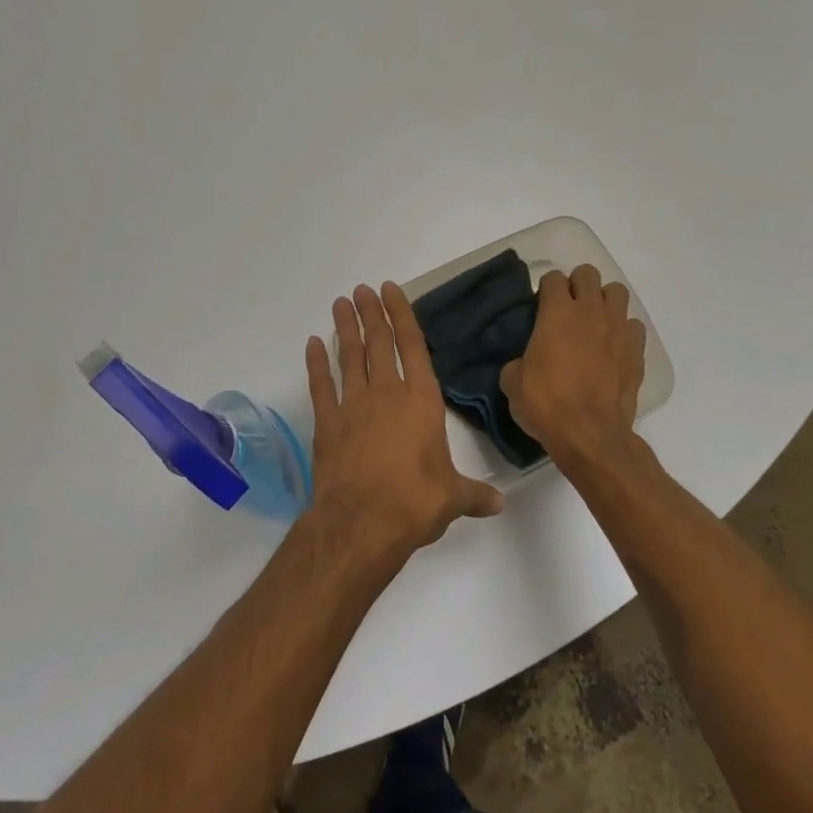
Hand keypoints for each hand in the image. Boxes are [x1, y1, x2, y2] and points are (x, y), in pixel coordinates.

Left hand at [304, 283, 503, 560]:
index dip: (402, 315)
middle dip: (371, 313)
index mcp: (421, 401)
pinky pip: (320, 386)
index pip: (413, 346)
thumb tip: (500, 503)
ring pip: (348, 357)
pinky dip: (316, 364)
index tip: (391, 289)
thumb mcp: (453, 498)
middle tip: (362, 289)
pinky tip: (312, 344)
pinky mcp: (327, 423)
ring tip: (340, 303)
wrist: (362, 523)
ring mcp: (353, 406)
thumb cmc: (415, 502)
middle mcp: (387, 394)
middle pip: (378, 343)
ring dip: (344, 328)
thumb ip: (475, 495)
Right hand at [499, 265, 646, 468]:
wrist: (590, 433)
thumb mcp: (513, 383)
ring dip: (604, 301)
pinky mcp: (636, 350)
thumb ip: (517, 361)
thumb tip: (523, 363)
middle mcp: (590, 311)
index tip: (540, 306)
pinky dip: (624, 331)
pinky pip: (633, 326)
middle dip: (577, 285)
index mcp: (557, 313)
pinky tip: (614, 347)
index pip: (553, 278)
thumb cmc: (547, 404)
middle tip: (567, 309)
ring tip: (594, 322)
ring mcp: (618, 328)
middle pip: (588, 274)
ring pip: (617, 292)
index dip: (545, 289)